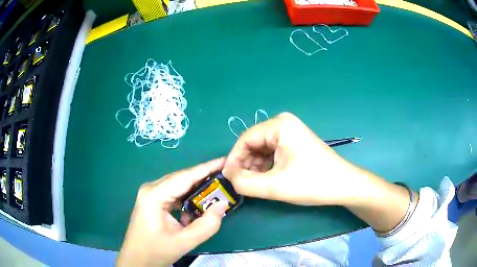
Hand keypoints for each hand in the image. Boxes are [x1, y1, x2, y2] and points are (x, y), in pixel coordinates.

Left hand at [116, 158, 228, 266]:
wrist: (137, 259)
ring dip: (197, 192)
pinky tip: (196, 212)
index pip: (185, 177)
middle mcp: (151, 189)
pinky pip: (174, 195)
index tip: (225, 160)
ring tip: (216, 193)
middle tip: (226, 177)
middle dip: (204, 179)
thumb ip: (207, 225)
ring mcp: (151, 194)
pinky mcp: (153, 201)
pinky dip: (188, 201)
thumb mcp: (184, 241)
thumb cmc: (156, 251)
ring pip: (179, 187)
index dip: (206, 168)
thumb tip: (223, 204)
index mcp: (154, 195)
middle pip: (182, 179)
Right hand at [223, 112, 362, 205]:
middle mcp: (283, 123)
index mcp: (279, 126)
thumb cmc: (312, 183)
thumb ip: (244, 182)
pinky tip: (266, 179)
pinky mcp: (294, 142)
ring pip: (262, 149)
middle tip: (241, 184)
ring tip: (254, 184)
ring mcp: (290, 132)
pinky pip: (272, 152)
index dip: (233, 160)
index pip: (245, 140)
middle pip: (253, 144)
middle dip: (245, 164)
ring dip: (255, 167)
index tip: (228, 178)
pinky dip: (265, 166)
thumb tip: (228, 175)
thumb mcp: (274, 186)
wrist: (344, 185)